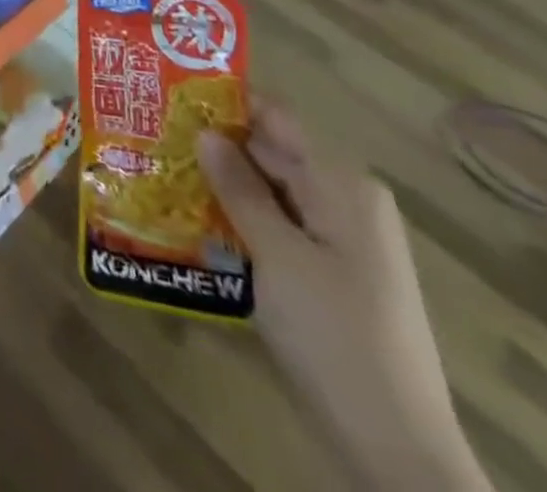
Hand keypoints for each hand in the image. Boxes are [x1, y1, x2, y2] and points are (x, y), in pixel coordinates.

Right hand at [198, 101, 490, 491]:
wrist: (395, 450)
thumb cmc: (335, 336)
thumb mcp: (278, 256)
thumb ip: (240, 189)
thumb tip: (205, 130)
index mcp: (342, 185)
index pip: (275, 118)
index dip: (224, 103)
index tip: (170, 95)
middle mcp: (345, 201)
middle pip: (270, 153)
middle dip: (214, 145)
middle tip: (151, 135)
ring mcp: (339, 240)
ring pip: (269, 191)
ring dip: (221, 184)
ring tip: (160, 172)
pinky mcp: (328, 273)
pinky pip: (277, 225)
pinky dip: (239, 219)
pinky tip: (194, 222)